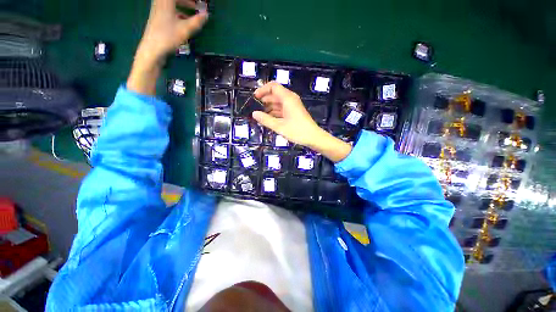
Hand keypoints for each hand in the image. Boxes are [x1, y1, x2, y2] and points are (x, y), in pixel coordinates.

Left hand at [127, 0, 207, 94]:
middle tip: (198, 6)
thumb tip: (206, 15)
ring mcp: (159, 10)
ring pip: (172, 3)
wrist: (152, 48)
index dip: (191, 0)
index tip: (201, 2)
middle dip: (188, 1)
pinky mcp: (158, 18)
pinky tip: (185, 20)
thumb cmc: (168, 37)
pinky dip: (179, 11)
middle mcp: (161, 2)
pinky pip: (170, 9)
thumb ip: (197, 21)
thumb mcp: (185, 29)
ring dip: (184, 5)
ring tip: (194, 12)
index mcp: (166, 1)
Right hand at [253, 82, 351, 161]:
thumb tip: (254, 114)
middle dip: (264, 99)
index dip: (262, 90)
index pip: (273, 86)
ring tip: (260, 114)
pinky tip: (269, 118)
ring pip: (278, 102)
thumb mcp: (279, 126)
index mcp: (287, 98)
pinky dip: (275, 111)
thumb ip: (265, 119)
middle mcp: (290, 99)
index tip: (255, 98)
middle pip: (275, 94)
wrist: (313, 137)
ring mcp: (293, 105)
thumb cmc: (297, 131)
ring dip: (269, 106)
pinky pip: (282, 108)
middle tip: (255, 107)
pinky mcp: (294, 112)